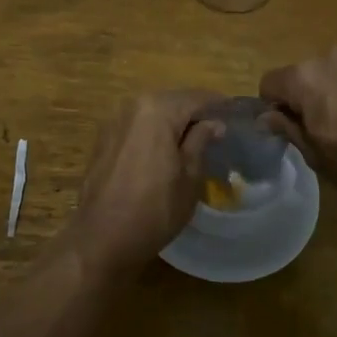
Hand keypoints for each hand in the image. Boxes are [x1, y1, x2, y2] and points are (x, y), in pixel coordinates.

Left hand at [67, 91, 222, 271]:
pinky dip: (152, 134)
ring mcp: (113, 121)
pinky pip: (136, 127)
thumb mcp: (190, 176)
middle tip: (216, 132)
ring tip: (192, 143)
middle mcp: (132, 105)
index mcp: (157, 109)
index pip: (196, 97)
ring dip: (172, 124)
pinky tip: (163, 153)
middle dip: (194, 114)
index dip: (219, 105)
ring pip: (152, 113)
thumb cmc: (155, 209)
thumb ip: (201, 141)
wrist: (102, 238)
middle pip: (172, 102)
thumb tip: (214, 123)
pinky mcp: (102, 139)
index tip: (235, 116)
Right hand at [258, 48, 336, 200]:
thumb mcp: (315, 155)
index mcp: (303, 78)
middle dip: (305, 97)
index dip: (274, 107)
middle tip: (323, 129)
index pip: (269, 83)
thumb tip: (266, 116)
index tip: (290, 128)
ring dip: (334, 91)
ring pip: (333, 72)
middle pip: (302, 75)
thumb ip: (287, 128)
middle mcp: (329, 57)